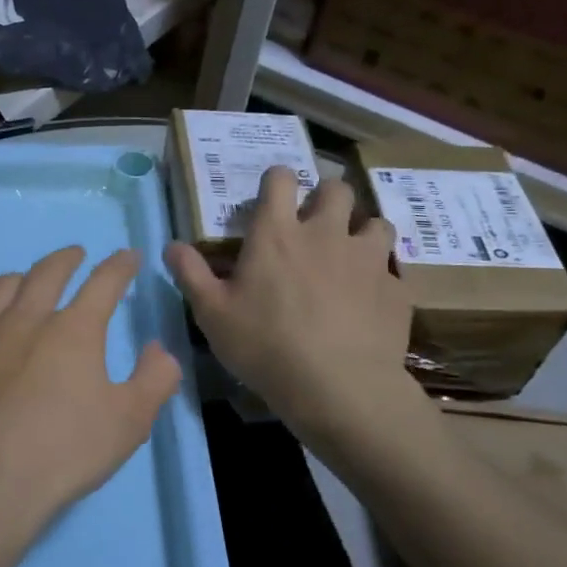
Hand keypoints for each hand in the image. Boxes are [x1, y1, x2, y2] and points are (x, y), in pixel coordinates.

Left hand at [0, 246, 182, 547]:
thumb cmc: (63, 453)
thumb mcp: (129, 423)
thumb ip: (154, 380)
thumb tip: (159, 348)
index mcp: (73, 331)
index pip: (103, 283)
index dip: (119, 266)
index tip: (128, 256)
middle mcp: (26, 320)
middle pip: (47, 273)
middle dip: (66, 258)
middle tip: (75, 255)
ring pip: (1, 287)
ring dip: (22, 278)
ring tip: (29, 282)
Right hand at [166, 165, 430, 456]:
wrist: (338, 387)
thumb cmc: (264, 345)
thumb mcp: (212, 314)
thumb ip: (190, 274)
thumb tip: (171, 245)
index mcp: (277, 233)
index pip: (280, 179)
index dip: (277, 179)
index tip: (272, 196)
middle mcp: (325, 233)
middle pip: (337, 188)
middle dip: (326, 197)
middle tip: (315, 223)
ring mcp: (367, 259)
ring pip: (376, 223)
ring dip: (362, 232)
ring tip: (351, 256)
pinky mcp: (395, 289)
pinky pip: (392, 271)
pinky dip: (380, 278)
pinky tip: (369, 302)